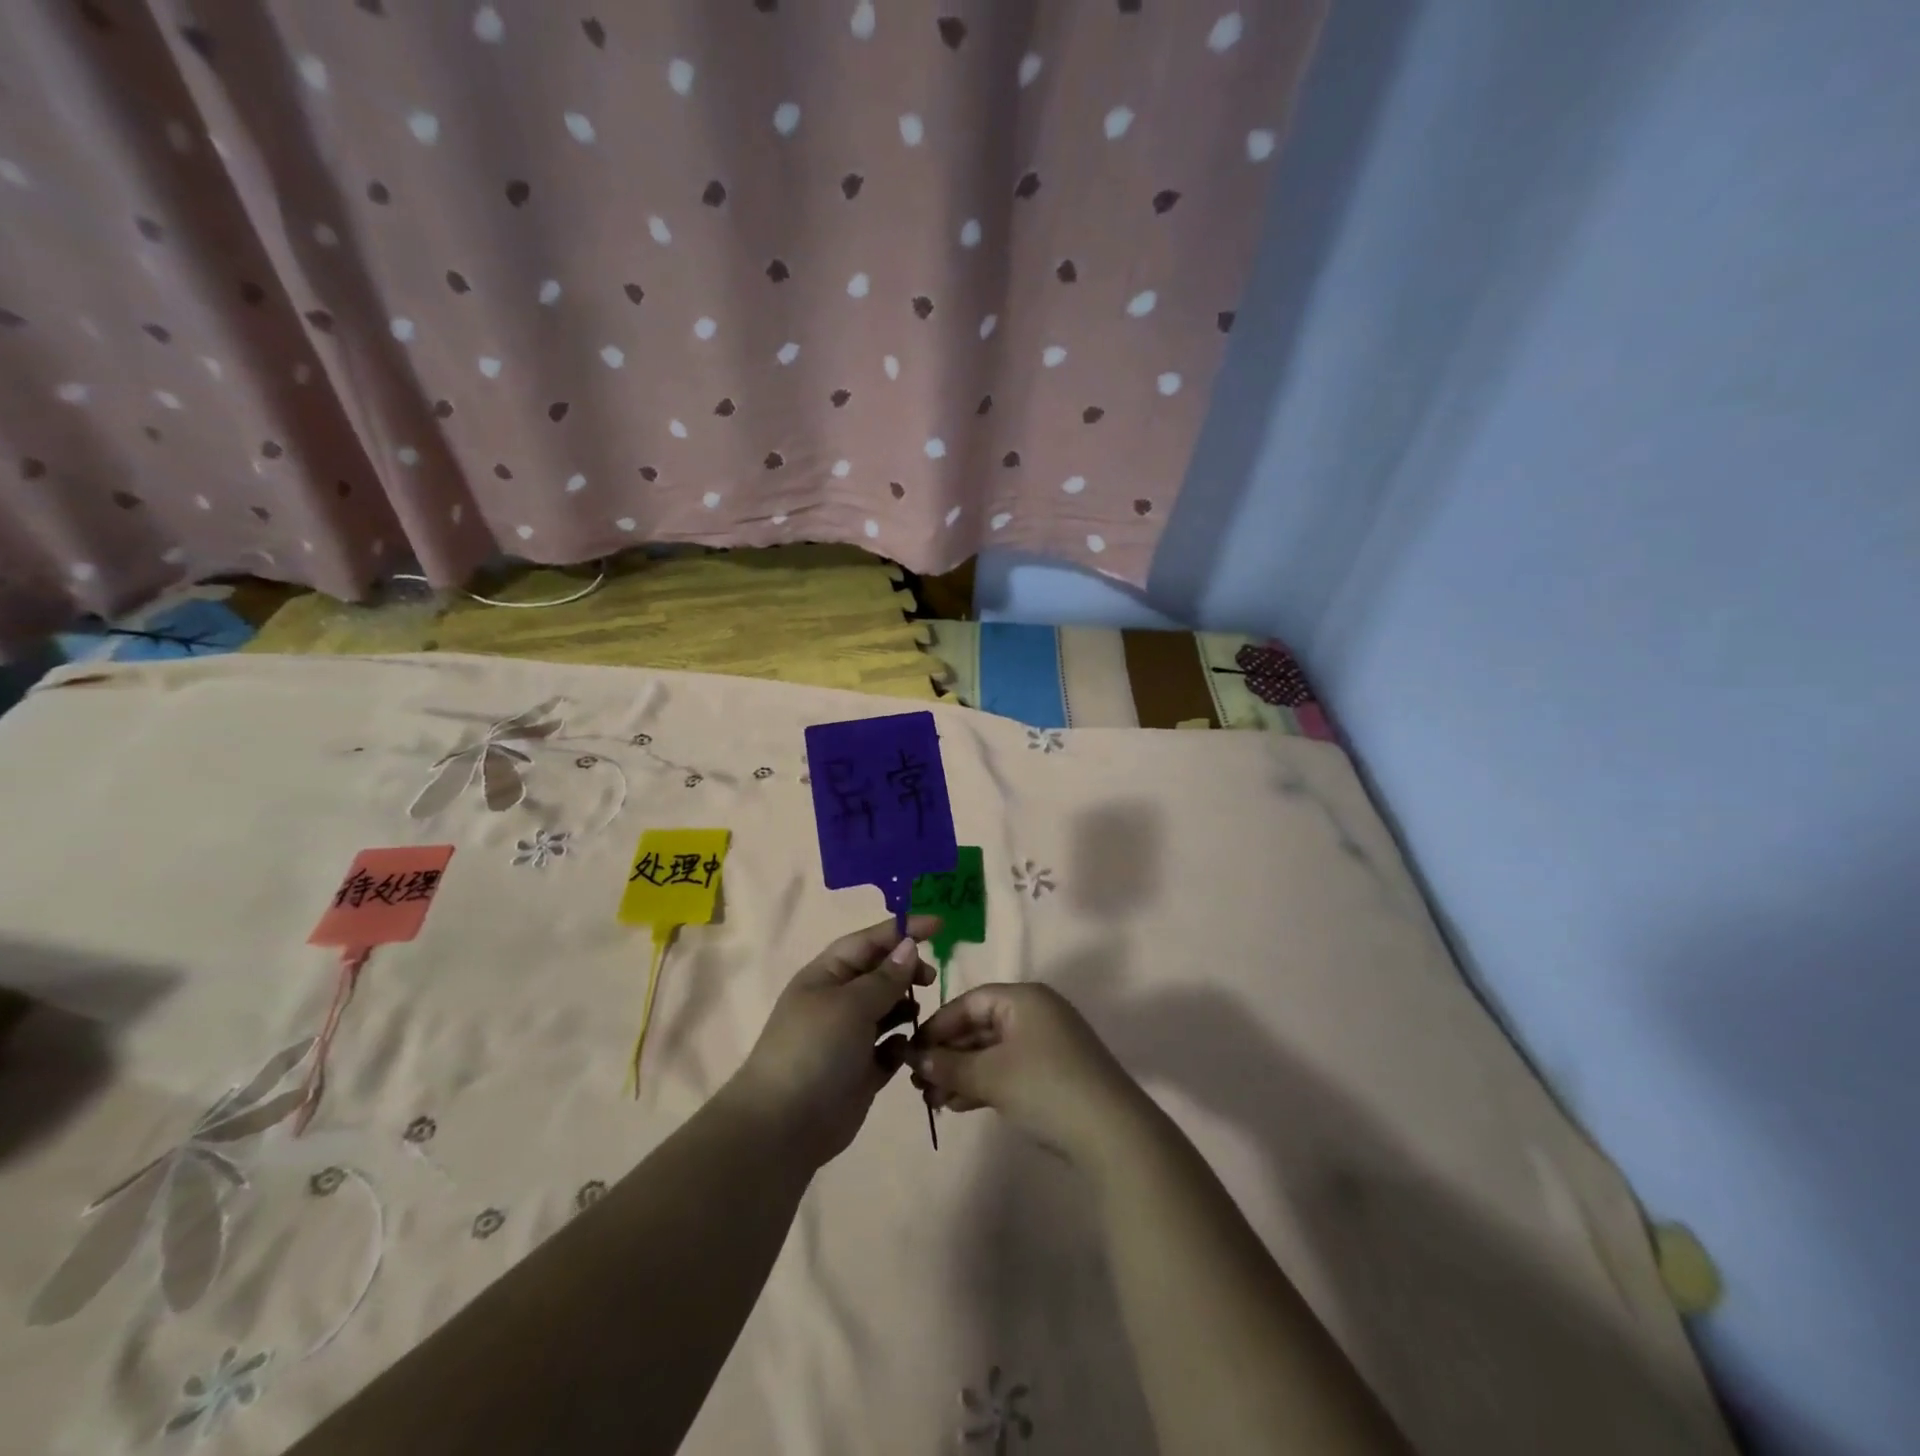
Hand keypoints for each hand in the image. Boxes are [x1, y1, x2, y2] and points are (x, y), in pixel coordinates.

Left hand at [728, 916, 939, 1168]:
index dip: (902, 930)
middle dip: (906, 971)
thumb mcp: (850, 1005)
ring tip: (921, 1015)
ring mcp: (850, 1037)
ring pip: (889, 1009)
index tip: (939, 925)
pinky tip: (910, 1050)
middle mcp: (838, 1001)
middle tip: (930, 979)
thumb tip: (908, 946)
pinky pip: (891, 1047)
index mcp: (826, 975)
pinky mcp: (862, 1070)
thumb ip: (885, 977)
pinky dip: (903, 1045)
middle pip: (880, 973)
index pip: (868, 941)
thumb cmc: (814, 1050)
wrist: (784, 1127)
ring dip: (908, 1007)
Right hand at [905, 984, 1149, 1167]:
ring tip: (933, 1101)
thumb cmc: (1045, 1087)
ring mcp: (1047, 1043)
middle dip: (947, 1054)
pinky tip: (959, 1105)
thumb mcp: (991, 1075)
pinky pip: (1008, 1068)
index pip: (970, 1002)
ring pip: (992, 1051)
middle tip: (918, 1083)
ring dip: (962, 1073)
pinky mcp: (1053, 1072)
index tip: (911, 1052)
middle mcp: (1036, 1013)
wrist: (1112, 1133)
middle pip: (980, 1026)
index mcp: (1024, 998)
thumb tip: (916, 1059)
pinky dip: (983, 1083)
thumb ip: (950, 1065)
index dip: (938, 1026)